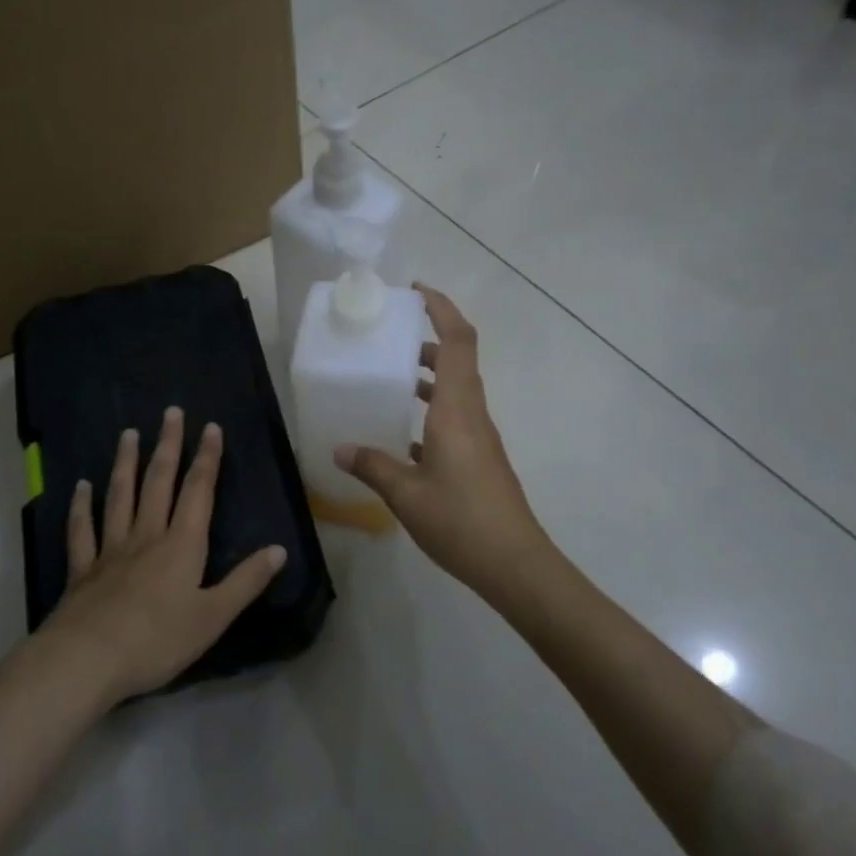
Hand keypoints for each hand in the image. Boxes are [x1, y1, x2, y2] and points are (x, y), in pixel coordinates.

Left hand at [40, 407, 287, 702]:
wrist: (88, 660)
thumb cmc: (158, 640)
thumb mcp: (213, 616)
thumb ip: (246, 582)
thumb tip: (279, 549)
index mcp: (182, 545)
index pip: (198, 491)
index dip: (207, 459)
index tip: (211, 427)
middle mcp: (146, 536)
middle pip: (158, 482)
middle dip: (168, 445)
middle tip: (171, 412)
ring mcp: (111, 549)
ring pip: (120, 496)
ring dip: (125, 463)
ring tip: (129, 434)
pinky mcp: (82, 569)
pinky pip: (82, 530)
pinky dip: (81, 506)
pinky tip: (81, 486)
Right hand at [335, 285, 549, 596]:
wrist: (515, 564)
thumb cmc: (461, 520)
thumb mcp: (406, 494)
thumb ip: (372, 466)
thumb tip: (340, 450)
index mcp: (457, 409)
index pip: (457, 341)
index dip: (441, 308)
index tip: (415, 290)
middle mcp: (472, 413)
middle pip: (456, 359)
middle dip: (426, 338)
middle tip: (389, 334)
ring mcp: (479, 436)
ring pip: (455, 388)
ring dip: (427, 375)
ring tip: (388, 376)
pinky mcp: (480, 457)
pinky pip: (454, 417)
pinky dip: (430, 410)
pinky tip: (402, 435)